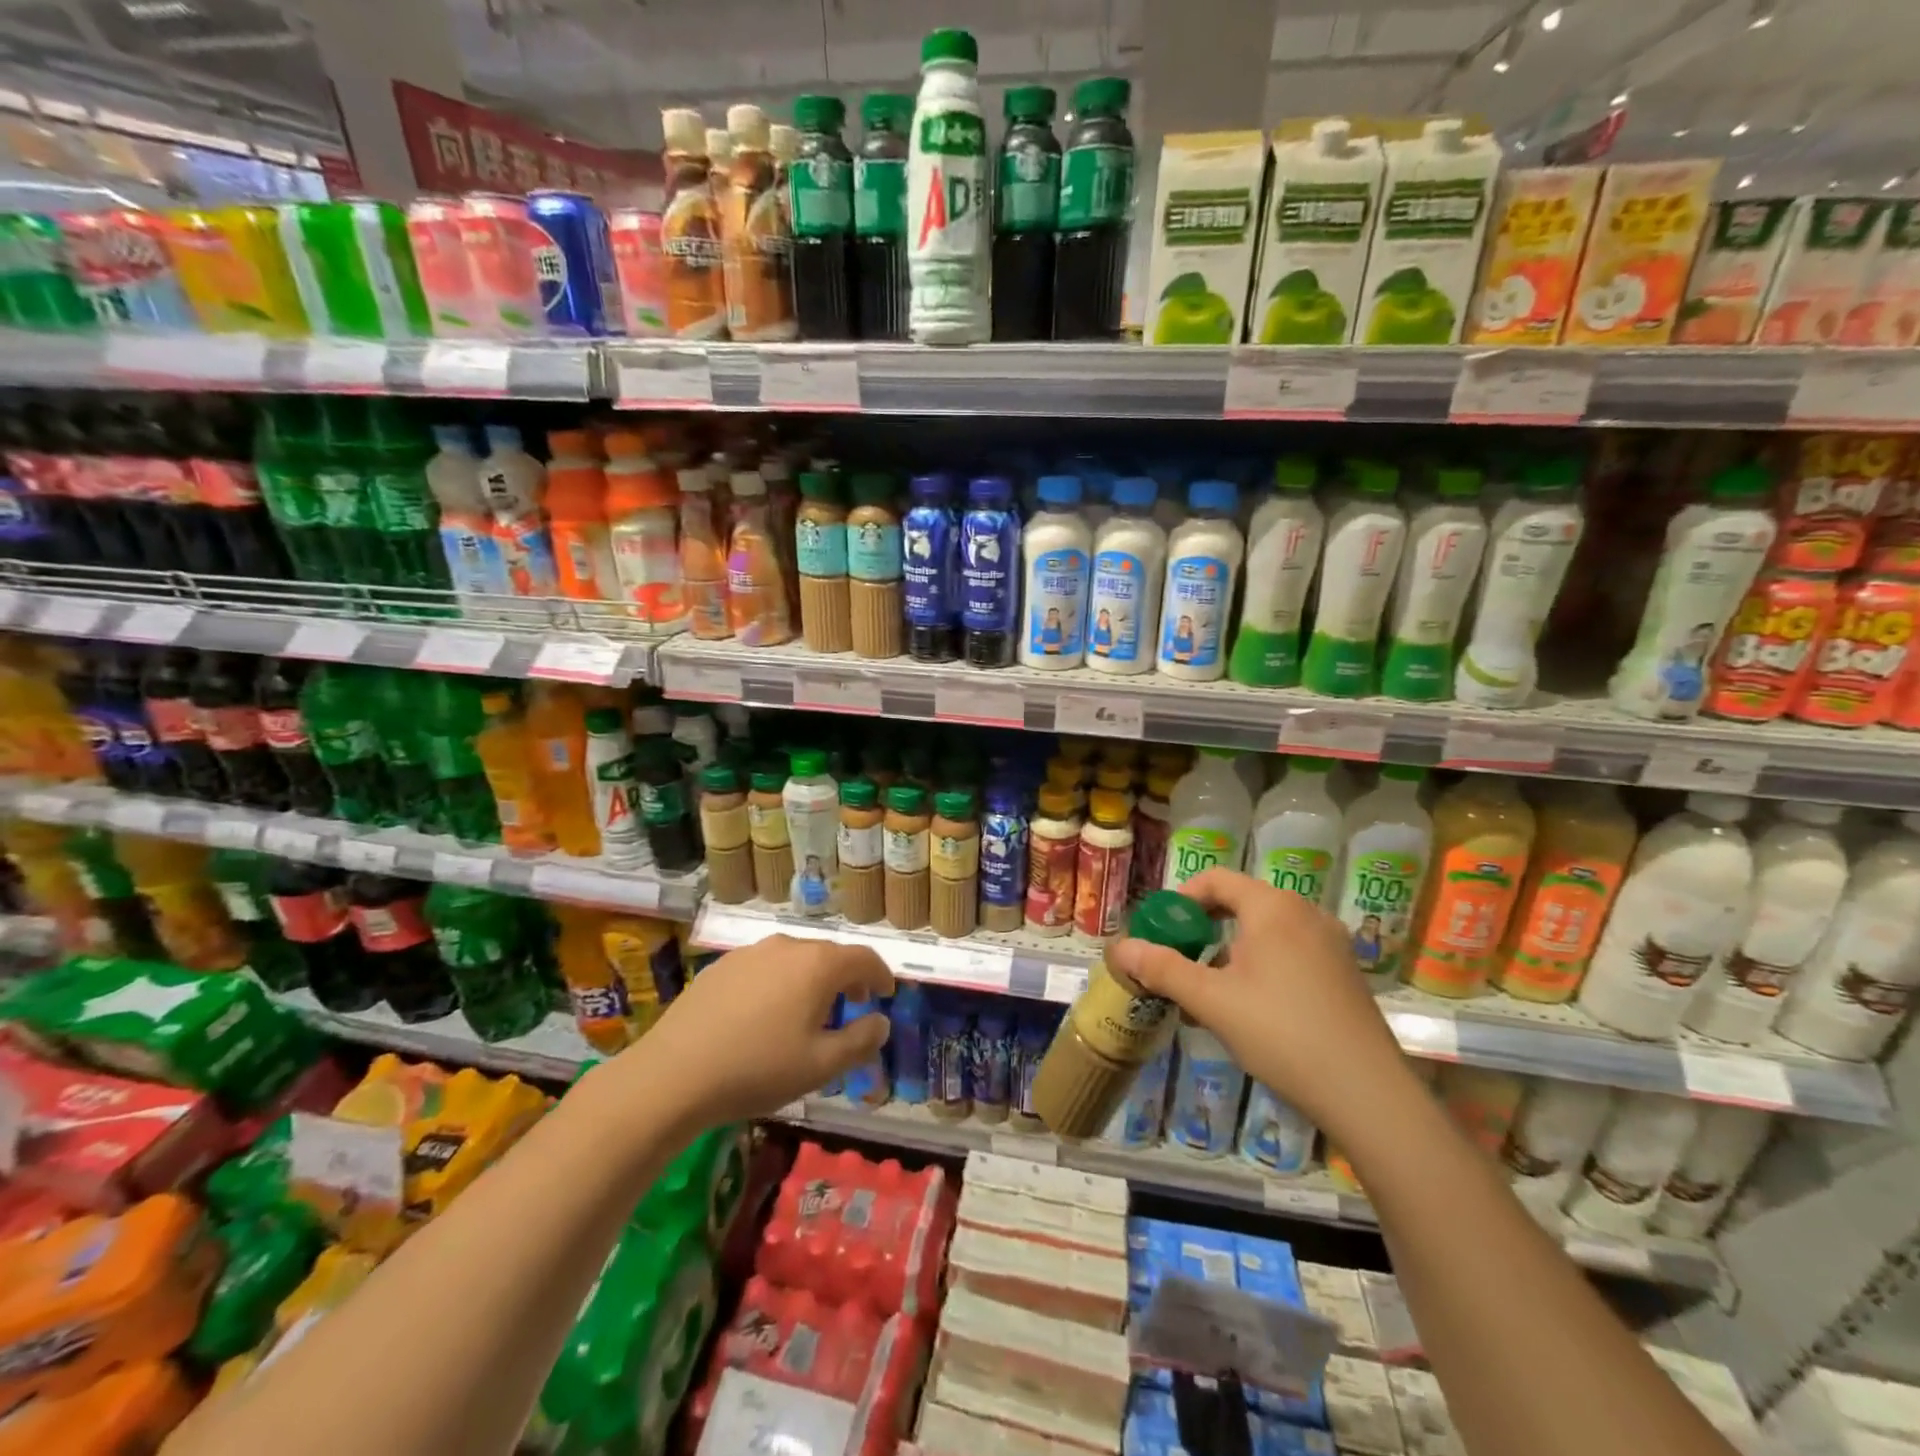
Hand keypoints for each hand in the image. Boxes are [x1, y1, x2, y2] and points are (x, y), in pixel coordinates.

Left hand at [611, 935, 894, 1125]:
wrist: (673, 1074)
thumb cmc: (757, 1069)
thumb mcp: (820, 1066)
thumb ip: (860, 1041)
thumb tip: (882, 1022)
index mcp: (818, 965)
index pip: (864, 958)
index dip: (881, 974)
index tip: (886, 993)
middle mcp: (787, 946)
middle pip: (829, 954)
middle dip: (847, 977)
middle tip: (852, 1003)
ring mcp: (750, 953)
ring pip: (794, 959)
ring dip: (811, 979)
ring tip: (809, 1011)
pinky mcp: (720, 966)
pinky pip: (764, 967)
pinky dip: (779, 982)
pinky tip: (766, 1014)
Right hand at [1108, 869, 1415, 1133]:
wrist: (1368, 1094)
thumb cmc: (1281, 1032)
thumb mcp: (1211, 1000)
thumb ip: (1163, 969)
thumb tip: (1120, 948)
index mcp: (1273, 907)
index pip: (1217, 880)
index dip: (1181, 899)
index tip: (1161, 930)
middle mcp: (1306, 914)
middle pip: (1241, 904)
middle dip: (1202, 930)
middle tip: (1178, 961)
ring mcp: (1331, 944)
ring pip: (1265, 933)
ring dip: (1228, 953)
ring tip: (1207, 994)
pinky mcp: (1344, 974)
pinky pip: (1290, 953)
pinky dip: (1259, 967)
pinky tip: (1247, 1010)